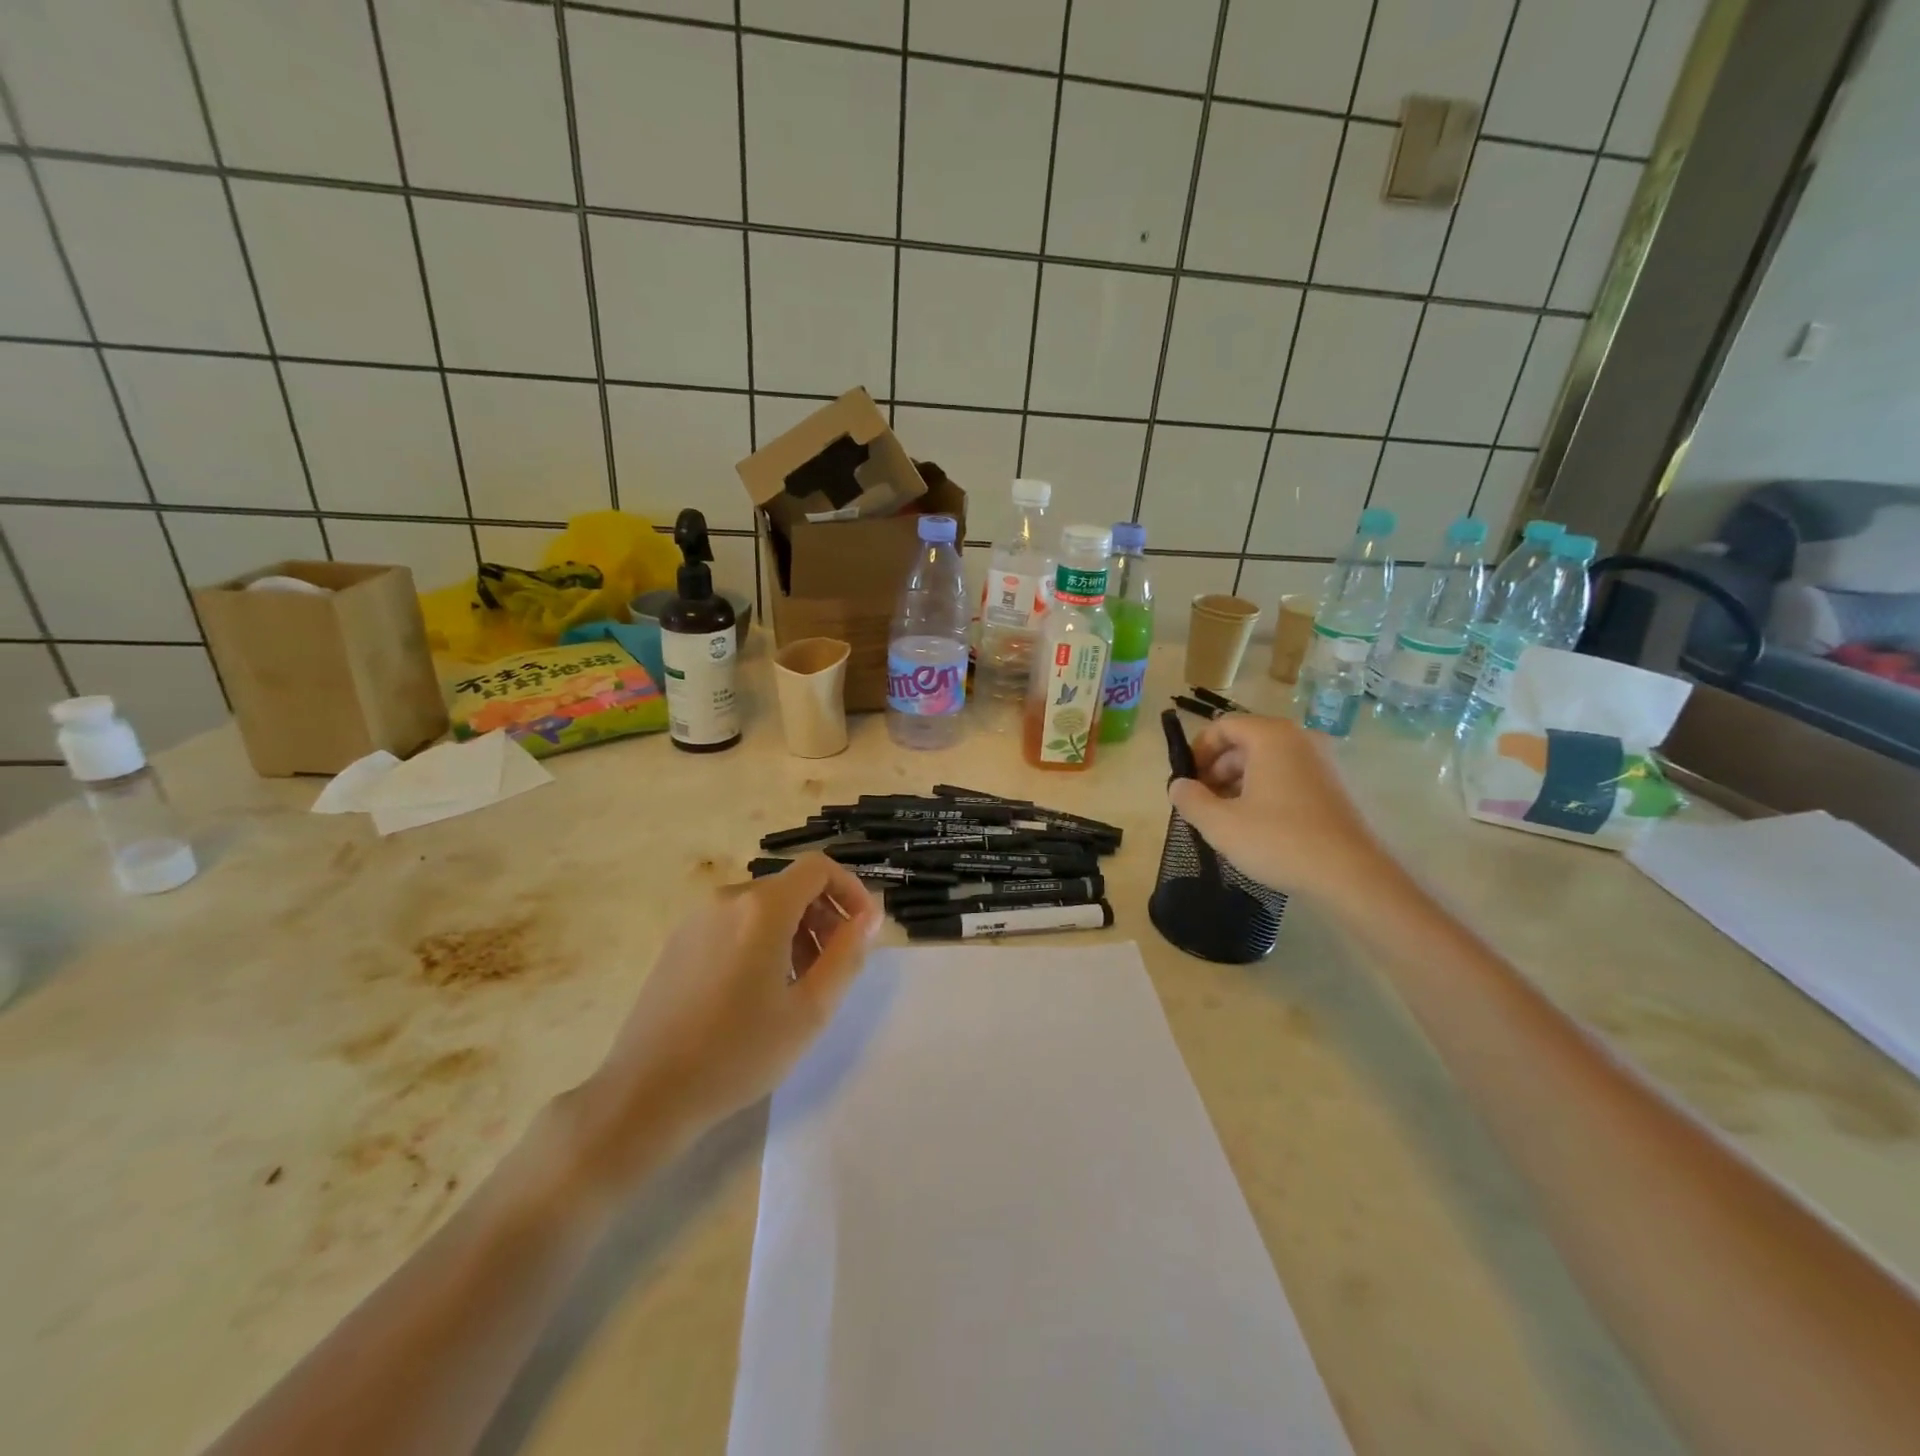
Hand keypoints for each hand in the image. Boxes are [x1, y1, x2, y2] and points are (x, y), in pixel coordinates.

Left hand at [563, 853, 882, 1186]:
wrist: (645, 1094)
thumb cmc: (738, 1053)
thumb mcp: (810, 1010)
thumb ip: (847, 954)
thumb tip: (868, 915)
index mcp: (762, 908)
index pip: (818, 867)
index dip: (850, 889)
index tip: (862, 930)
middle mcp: (728, 899)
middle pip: (791, 887)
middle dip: (824, 917)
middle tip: (833, 968)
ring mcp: (697, 919)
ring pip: (763, 908)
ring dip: (795, 932)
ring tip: (799, 985)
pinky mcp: (678, 942)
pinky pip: (735, 924)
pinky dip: (762, 941)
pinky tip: (758, 992)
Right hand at [1168, 714, 1388, 904]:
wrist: (1352, 875)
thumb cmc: (1280, 841)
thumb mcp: (1221, 824)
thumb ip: (1190, 800)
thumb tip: (1178, 785)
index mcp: (1272, 737)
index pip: (1224, 725)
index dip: (1198, 750)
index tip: (1185, 780)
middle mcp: (1300, 739)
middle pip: (1246, 741)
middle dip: (1217, 768)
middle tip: (1202, 801)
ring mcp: (1323, 762)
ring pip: (1268, 760)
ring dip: (1239, 782)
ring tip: (1225, 816)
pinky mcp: (1335, 786)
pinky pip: (1289, 775)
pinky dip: (1266, 790)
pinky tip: (1257, 824)